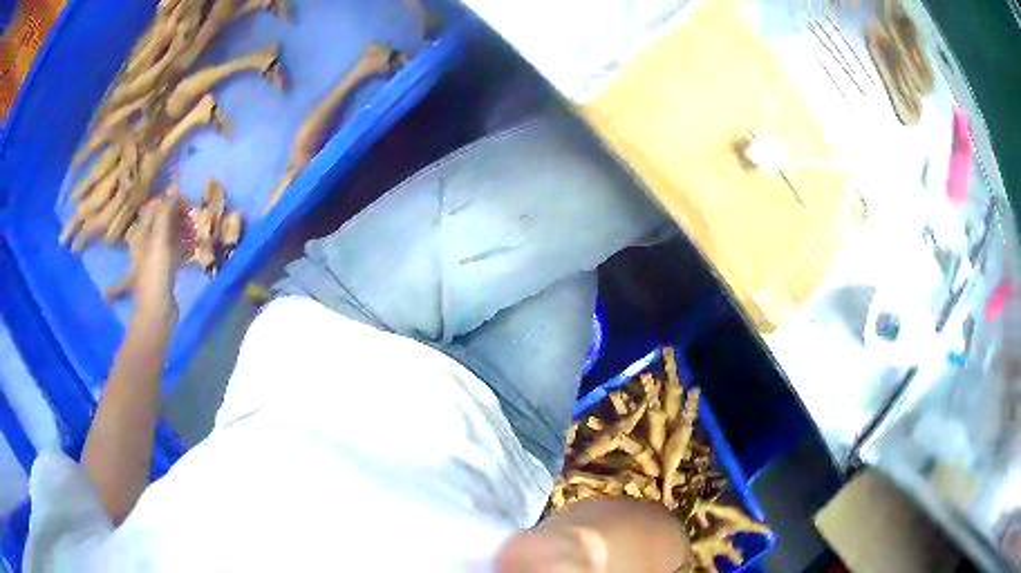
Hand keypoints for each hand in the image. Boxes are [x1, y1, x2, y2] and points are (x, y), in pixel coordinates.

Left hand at [116, 194, 190, 326]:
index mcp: (143, 234)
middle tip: (192, 210)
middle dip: (176, 214)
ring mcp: (158, 259)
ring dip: (182, 230)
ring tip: (195, 225)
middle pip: (163, 222)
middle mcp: (148, 244)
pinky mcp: (167, 272)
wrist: (157, 312)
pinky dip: (184, 247)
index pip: (154, 209)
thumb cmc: (155, 273)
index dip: (168, 200)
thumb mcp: (159, 239)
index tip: (184, 195)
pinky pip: (176, 253)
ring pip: (170, 237)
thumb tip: (174, 185)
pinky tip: (194, 246)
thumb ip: (165, 212)